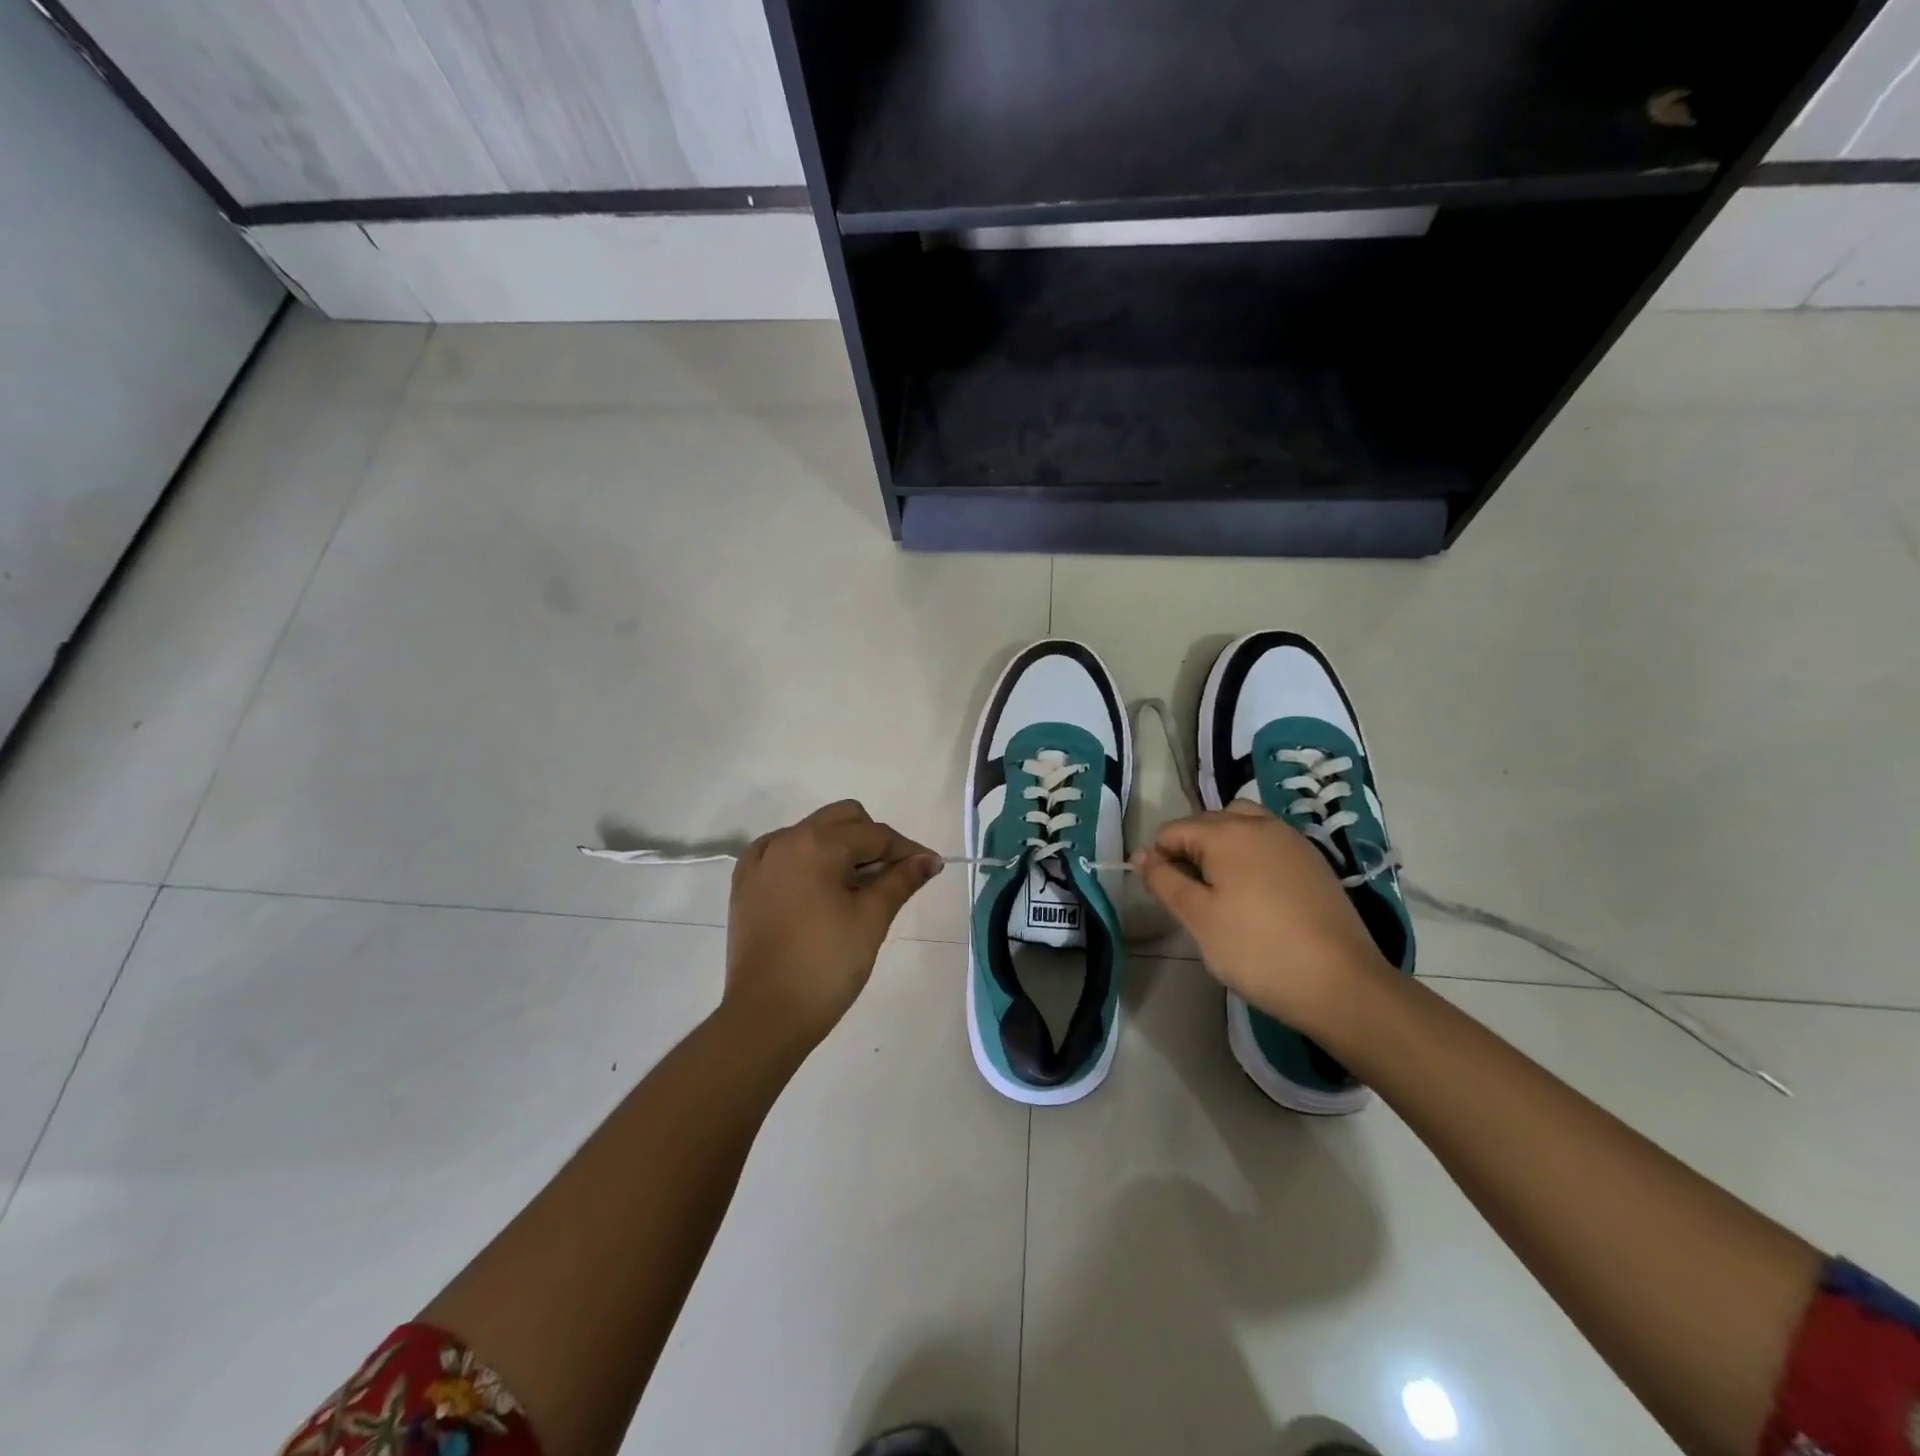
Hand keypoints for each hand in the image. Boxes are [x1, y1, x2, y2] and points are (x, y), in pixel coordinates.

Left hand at [723, 801, 940, 1051]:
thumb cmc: (826, 965)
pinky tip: (820, 887)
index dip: (907, 850)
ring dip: (841, 847)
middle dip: (873, 840)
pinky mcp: (745, 882)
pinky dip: (808, 859)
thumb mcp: (871, 919)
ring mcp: (760, 860)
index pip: (875, 834)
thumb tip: (929, 860)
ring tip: (858, 887)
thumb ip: (901, 880)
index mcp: (817, 844)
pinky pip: (785, 852)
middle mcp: (785, 840)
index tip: (931, 867)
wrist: (766, 1016)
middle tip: (893, 876)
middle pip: (842, 819)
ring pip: (812, 832)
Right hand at [1134, 801, 1392, 1032]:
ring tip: (1223, 890)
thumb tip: (1142, 856)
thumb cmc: (1257, 950)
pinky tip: (1258, 896)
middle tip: (1193, 898)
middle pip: (1207, 822)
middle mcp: (1259, 823)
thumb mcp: (1198, 918)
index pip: (1172, 831)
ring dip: (1222, 847)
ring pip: (1241, 825)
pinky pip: (1269, 842)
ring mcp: (1291, 839)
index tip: (1167, 897)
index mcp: (1226, 832)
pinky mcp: (1314, 861)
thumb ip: (1165, 881)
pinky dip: (1252, 856)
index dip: (1160, 860)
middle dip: (1190, 850)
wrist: (1341, 984)